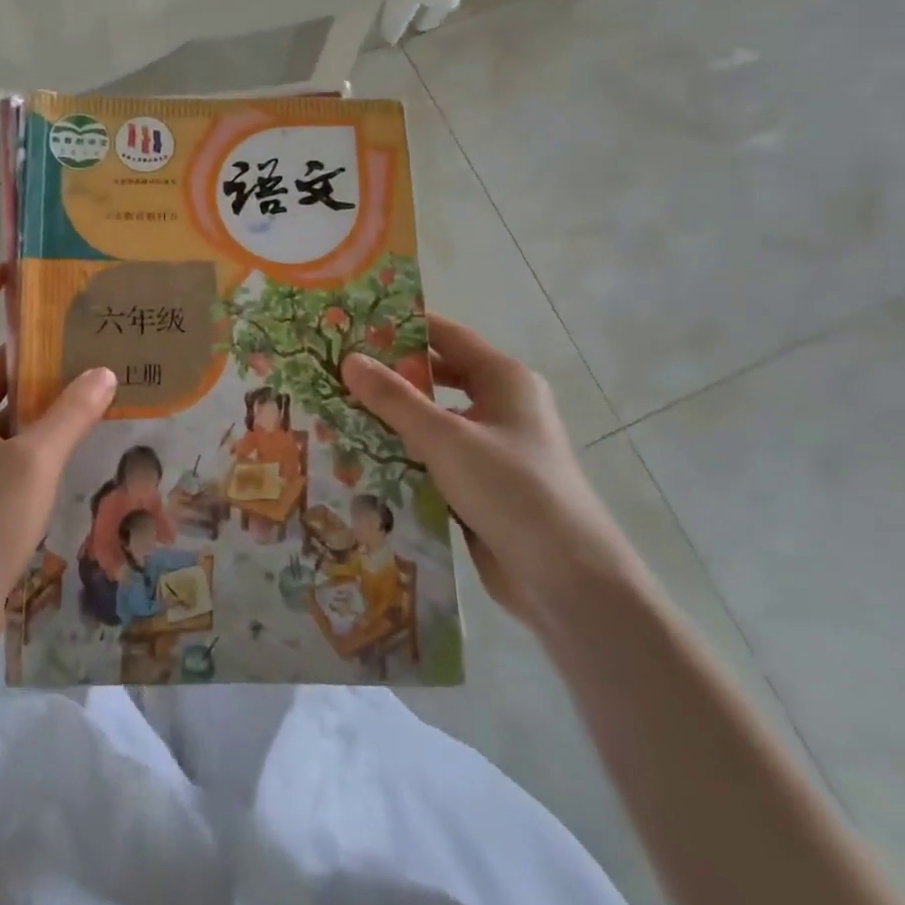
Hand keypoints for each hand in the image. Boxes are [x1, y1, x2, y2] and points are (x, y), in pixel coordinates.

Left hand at [0, 265, 115, 655]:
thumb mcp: (32, 464)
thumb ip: (70, 414)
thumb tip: (104, 372)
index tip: (13, 275)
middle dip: (26, 344)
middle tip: (78, 329)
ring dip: (37, 390)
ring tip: (90, 374)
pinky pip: (6, 439)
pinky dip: (36, 428)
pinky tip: (77, 432)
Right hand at [341, 315, 646, 628]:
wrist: (567, 582)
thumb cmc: (512, 490)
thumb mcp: (446, 438)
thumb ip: (395, 399)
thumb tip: (349, 359)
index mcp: (504, 379)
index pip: (445, 335)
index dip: (401, 325)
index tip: (353, 322)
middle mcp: (501, 405)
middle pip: (437, 377)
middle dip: (390, 375)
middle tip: (336, 369)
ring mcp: (493, 448)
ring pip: (433, 420)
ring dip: (393, 418)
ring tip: (337, 410)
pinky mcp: (482, 485)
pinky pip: (435, 457)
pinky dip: (405, 454)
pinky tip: (361, 457)